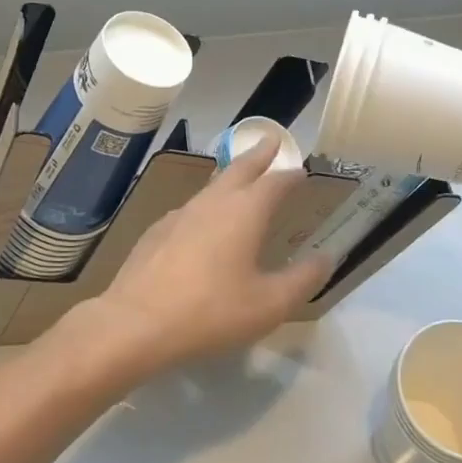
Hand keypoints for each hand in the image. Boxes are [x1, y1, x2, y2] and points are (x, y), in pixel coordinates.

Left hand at [67, 134, 332, 381]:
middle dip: (258, 154)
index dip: (290, 174)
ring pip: (211, 186)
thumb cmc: (211, 311)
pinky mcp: (157, 231)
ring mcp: (180, 214)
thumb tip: (325, 257)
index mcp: (244, 212)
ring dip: (230, 176)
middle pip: (239, 168)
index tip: (300, 169)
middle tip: (269, 140)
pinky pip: (190, 208)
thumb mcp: (269, 305)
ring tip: (240, 178)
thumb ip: (302, 280)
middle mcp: (212, 203)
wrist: (136, 322)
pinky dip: (206, 205)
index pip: (274, 182)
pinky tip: (202, 222)